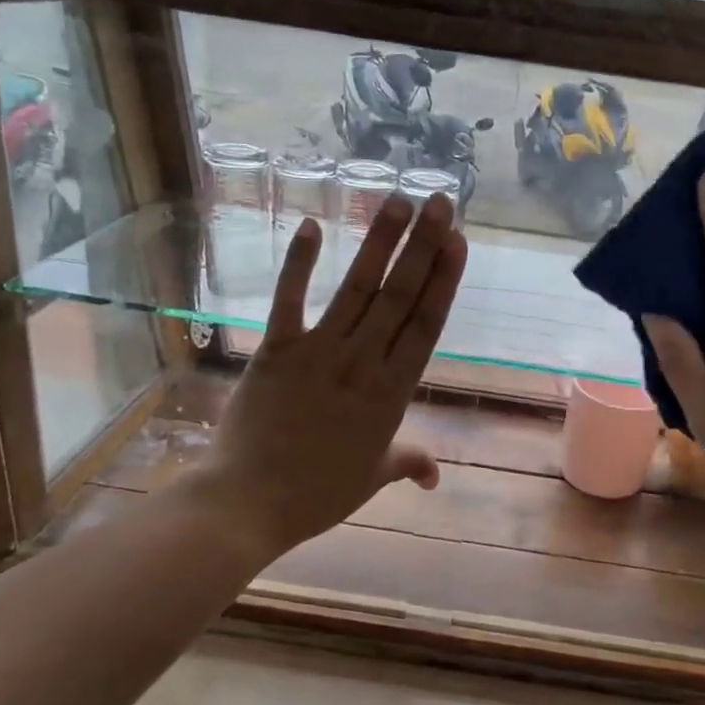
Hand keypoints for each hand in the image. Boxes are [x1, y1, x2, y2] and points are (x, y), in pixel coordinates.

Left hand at [185, 194, 466, 562]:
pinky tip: (313, 225)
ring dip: (379, 242)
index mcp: (392, 393)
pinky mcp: (276, 350)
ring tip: (398, 200)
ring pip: (357, 289)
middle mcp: (362, 362)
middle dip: (423, 245)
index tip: (457, 241)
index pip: (426, 325)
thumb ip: (408, 462)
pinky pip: (289, 300)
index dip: (443, 280)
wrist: (248, 505)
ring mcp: (318, 352)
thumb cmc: (317, 495)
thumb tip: (435, 475)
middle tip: (439, 202)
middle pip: (399, 295)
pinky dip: (299, 264)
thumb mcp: (372, 478)